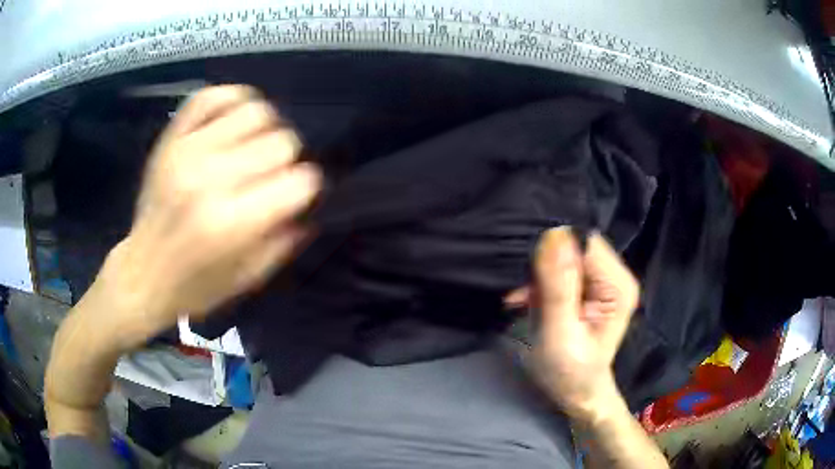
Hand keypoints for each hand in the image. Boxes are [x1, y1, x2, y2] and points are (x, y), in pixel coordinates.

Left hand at [95, 85, 321, 348]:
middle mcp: (210, 179)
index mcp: (231, 223)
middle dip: (289, 159)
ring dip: (266, 128)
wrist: (141, 274)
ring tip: (255, 146)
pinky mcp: (171, 138)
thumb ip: (284, 240)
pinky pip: (212, 96)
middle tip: (275, 174)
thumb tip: (308, 200)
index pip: (299, 181)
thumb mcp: (247, 279)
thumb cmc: (195, 286)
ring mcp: (187, 151)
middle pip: (281, 142)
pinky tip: (235, 119)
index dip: (308, 186)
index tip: (298, 194)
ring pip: (255, 112)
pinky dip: (233, 99)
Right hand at [523, 227, 638, 420]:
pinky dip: (538, 281)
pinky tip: (524, 298)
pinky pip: (559, 268)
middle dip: (544, 263)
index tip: (529, 273)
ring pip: (564, 255)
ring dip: (538, 273)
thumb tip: (552, 234)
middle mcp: (615, 275)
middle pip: (575, 246)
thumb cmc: (570, 373)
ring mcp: (601, 280)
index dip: (555, 250)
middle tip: (522, 291)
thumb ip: (558, 288)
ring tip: (521, 298)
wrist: (576, 392)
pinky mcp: (587, 287)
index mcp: (617, 285)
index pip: (585, 243)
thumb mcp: (560, 334)